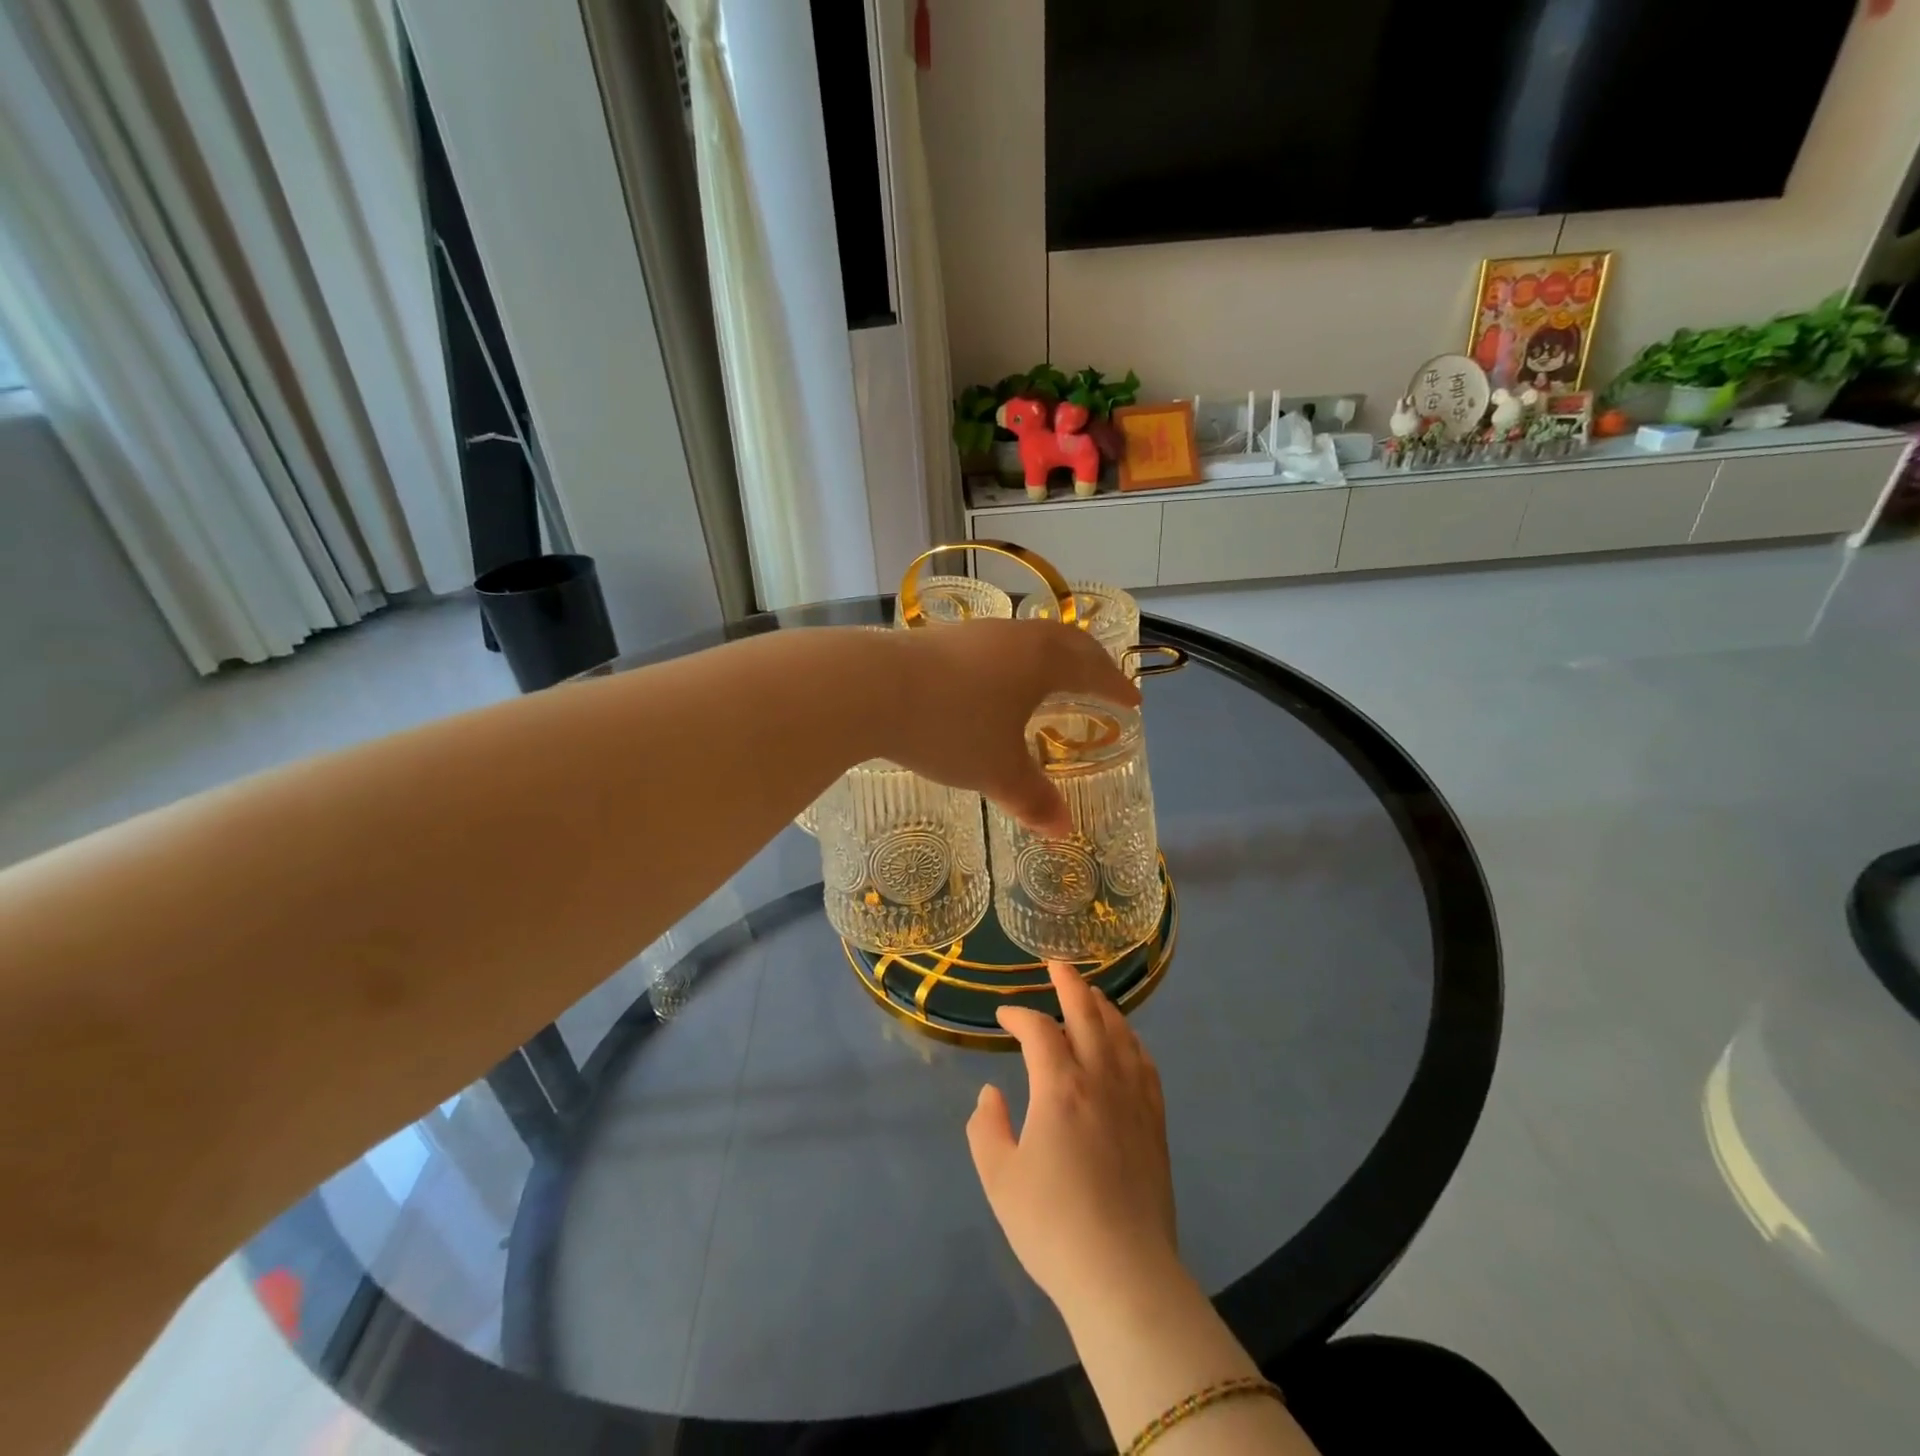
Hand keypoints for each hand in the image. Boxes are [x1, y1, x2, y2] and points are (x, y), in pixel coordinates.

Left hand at [885, 619, 1138, 835]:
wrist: (871, 688)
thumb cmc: (950, 727)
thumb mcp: (996, 770)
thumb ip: (1032, 798)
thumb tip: (1063, 831)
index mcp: (1042, 661)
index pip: (1092, 669)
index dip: (1115, 686)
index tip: (1132, 701)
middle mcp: (1014, 637)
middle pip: (1066, 641)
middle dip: (1089, 662)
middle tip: (1101, 681)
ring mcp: (975, 632)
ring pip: (1026, 639)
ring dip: (1048, 657)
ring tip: (1050, 680)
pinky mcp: (939, 638)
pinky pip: (995, 645)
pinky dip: (1012, 661)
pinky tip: (993, 682)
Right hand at [967, 960, 1179, 1322]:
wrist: (1123, 1275)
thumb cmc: (1052, 1226)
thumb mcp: (999, 1179)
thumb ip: (987, 1127)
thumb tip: (992, 1092)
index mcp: (1059, 1088)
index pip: (1039, 1031)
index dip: (1019, 1015)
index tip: (1004, 1015)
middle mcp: (1100, 1079)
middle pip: (1087, 1014)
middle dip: (1069, 984)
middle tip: (1056, 964)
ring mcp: (1133, 1098)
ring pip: (1120, 1033)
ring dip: (1102, 1006)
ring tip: (1090, 993)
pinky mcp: (1155, 1122)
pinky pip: (1145, 1064)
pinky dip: (1132, 1040)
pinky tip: (1127, 1040)